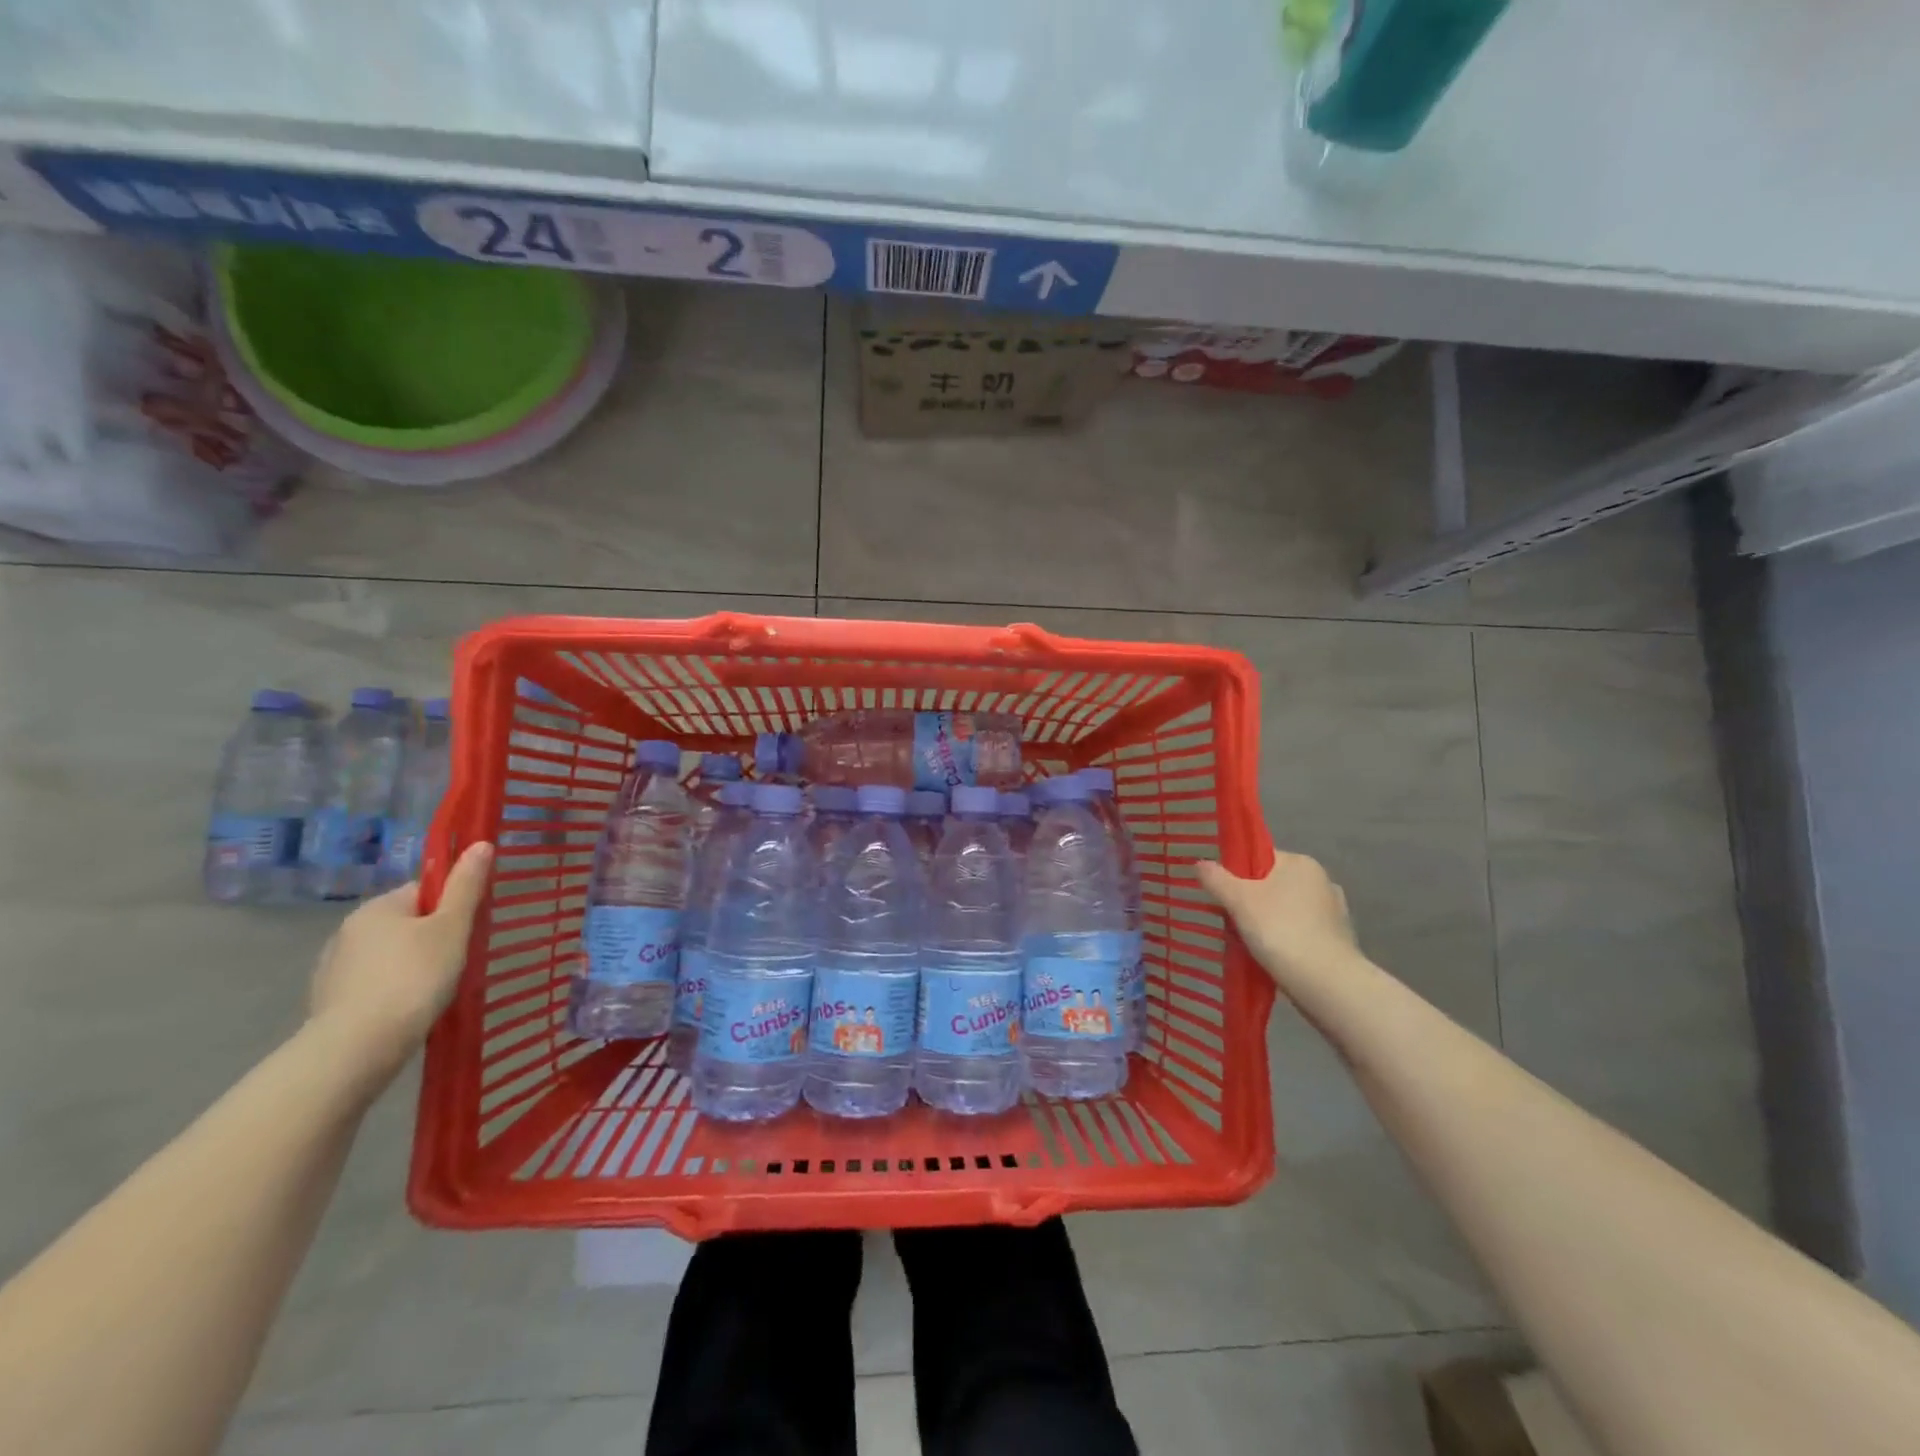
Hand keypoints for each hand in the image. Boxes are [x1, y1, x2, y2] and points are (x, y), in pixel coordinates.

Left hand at [307, 842, 494, 1079]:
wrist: (358, 1046)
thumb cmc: (414, 977)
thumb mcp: (452, 928)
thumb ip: (466, 887)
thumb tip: (481, 844)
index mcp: (379, 906)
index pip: (424, 892)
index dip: (451, 907)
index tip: (467, 931)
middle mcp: (349, 929)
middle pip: (405, 923)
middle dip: (430, 938)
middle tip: (457, 963)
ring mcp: (333, 967)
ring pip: (387, 955)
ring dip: (409, 966)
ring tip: (433, 992)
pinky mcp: (328, 1000)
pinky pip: (371, 984)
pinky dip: (389, 990)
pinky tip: (405, 1010)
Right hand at [1196, 852, 1358, 990]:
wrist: (1326, 983)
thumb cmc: (1280, 930)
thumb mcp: (1238, 900)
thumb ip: (1216, 878)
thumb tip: (1200, 863)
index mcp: (1300, 863)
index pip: (1260, 857)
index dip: (1236, 872)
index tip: (1221, 893)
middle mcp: (1322, 880)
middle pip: (1272, 884)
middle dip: (1250, 901)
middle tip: (1229, 920)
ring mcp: (1334, 911)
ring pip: (1286, 910)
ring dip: (1268, 922)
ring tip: (1247, 942)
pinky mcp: (1339, 940)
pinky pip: (1301, 932)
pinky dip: (1286, 940)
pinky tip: (1272, 956)